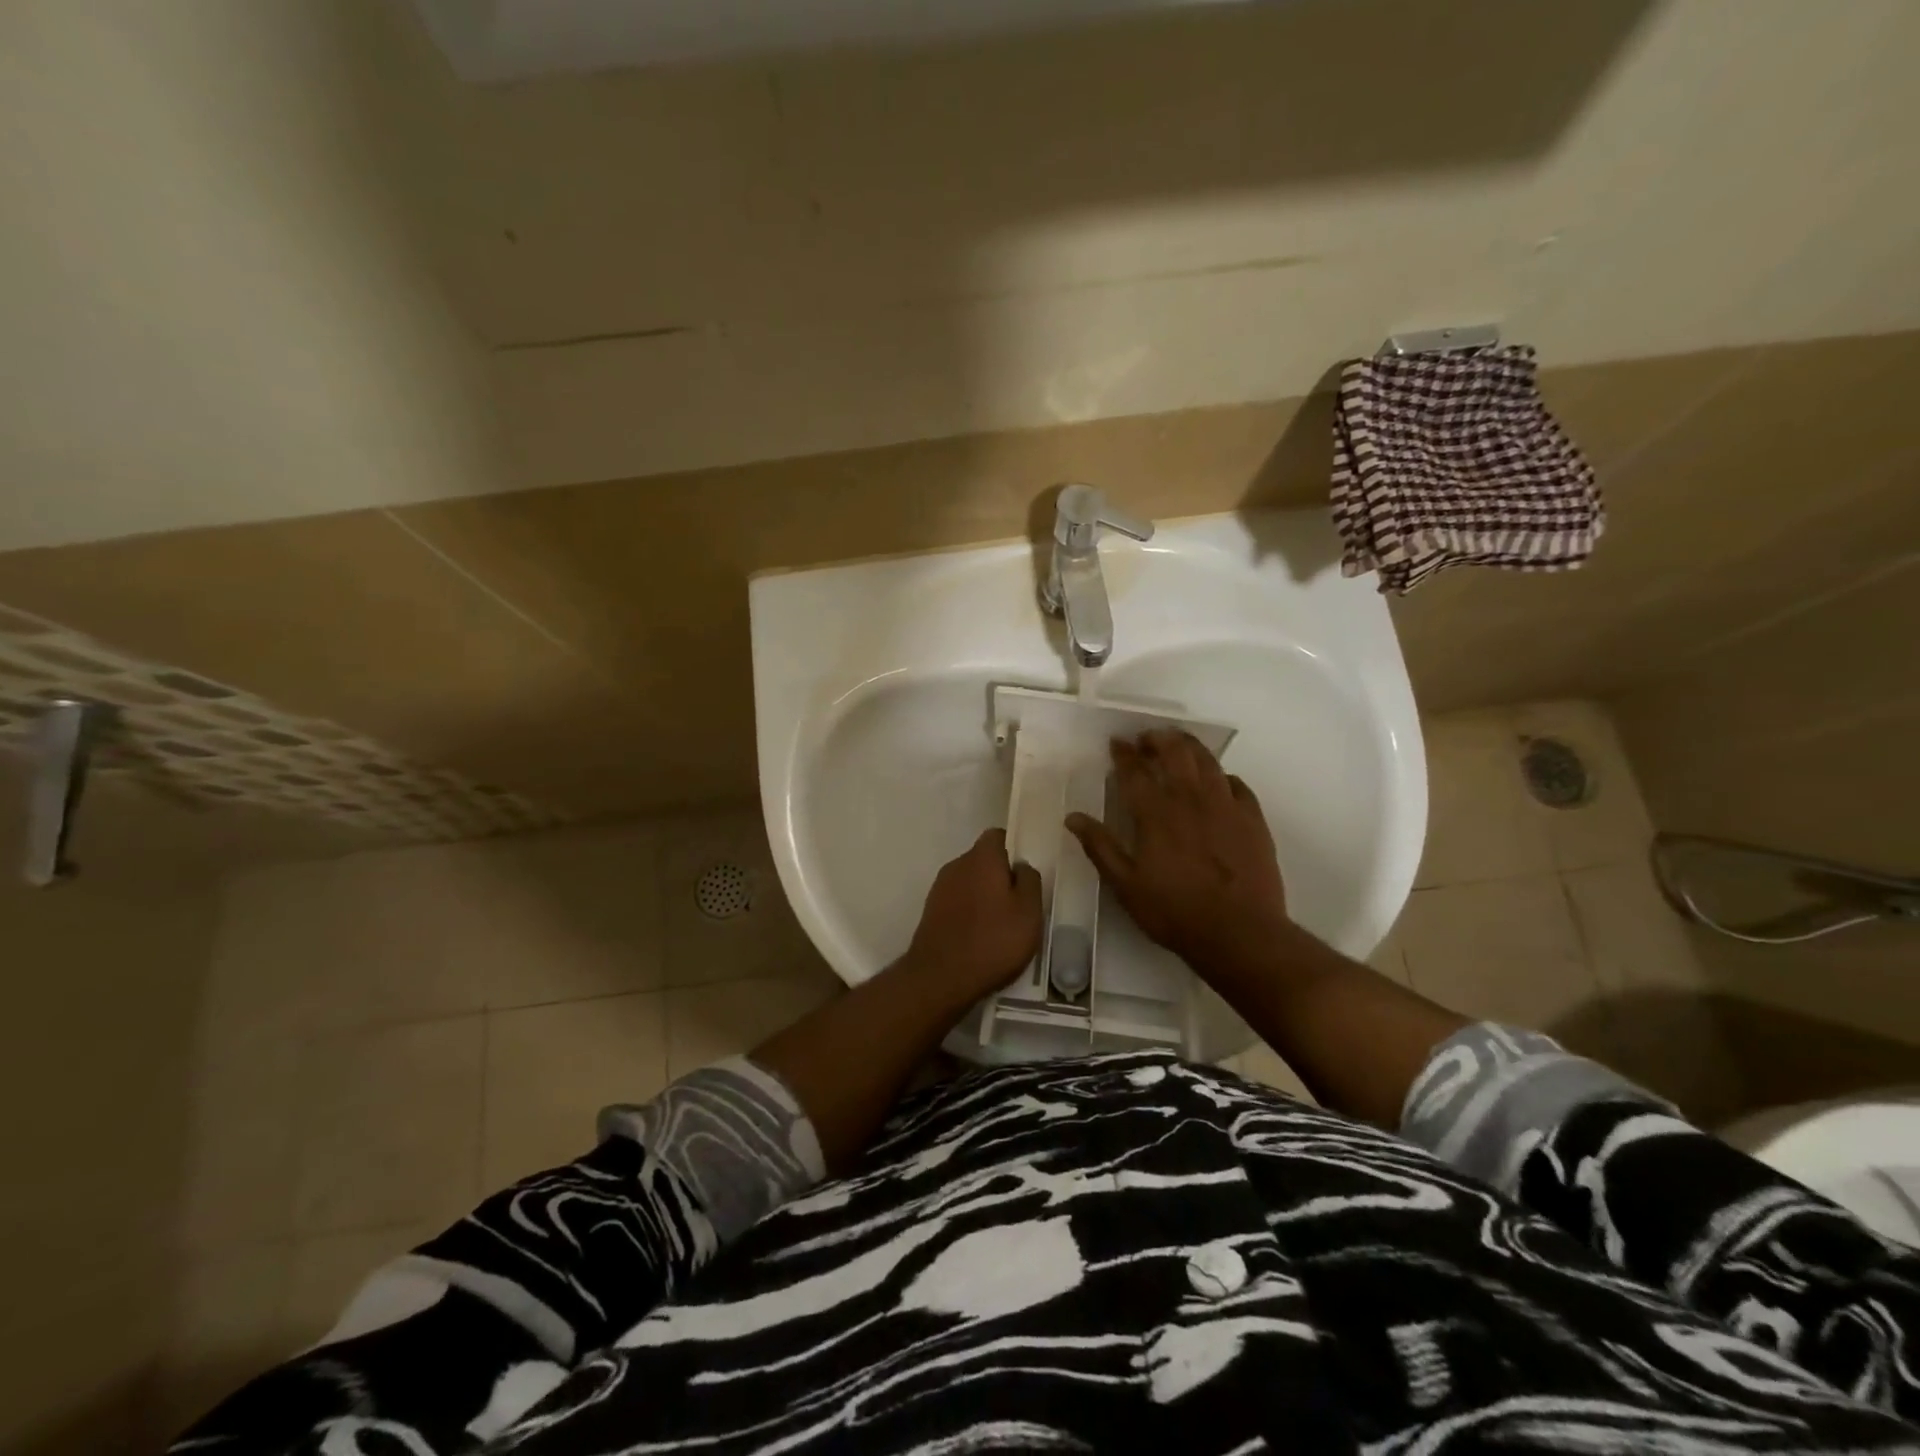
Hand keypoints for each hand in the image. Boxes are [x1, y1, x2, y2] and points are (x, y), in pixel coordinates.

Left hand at [902, 828, 1043, 1000]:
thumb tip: (1021, 866)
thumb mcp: (1029, 912)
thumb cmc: (992, 941)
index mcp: (981, 858)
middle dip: (1001, 876)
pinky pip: (958, 901)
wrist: (940, 978)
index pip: (998, 836)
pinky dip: (970, 912)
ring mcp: (940, 888)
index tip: (1027, 872)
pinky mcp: (931, 911)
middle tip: (1020, 903)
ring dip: (985, 895)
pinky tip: (982, 937)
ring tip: (1002, 925)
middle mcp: (957, 865)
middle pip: (983, 860)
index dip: (1014, 848)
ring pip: (970, 882)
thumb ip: (1030, 880)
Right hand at [1066, 731, 1290, 978]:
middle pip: (1174, 753)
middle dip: (1158, 739)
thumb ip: (1100, 848)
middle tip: (1147, 738)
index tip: (1117, 742)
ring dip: (1190, 746)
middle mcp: (1190, 800)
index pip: (1135, 772)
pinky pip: (1238, 784)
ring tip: (1179, 744)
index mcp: (1156, 814)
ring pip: (1207, 762)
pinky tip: (1219, 780)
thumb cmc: (1176, 912)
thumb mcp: (1126, 886)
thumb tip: (1073, 818)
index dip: (1124, 753)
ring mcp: (1226, 806)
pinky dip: (1223, 775)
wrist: (1241, 933)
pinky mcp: (1253, 819)